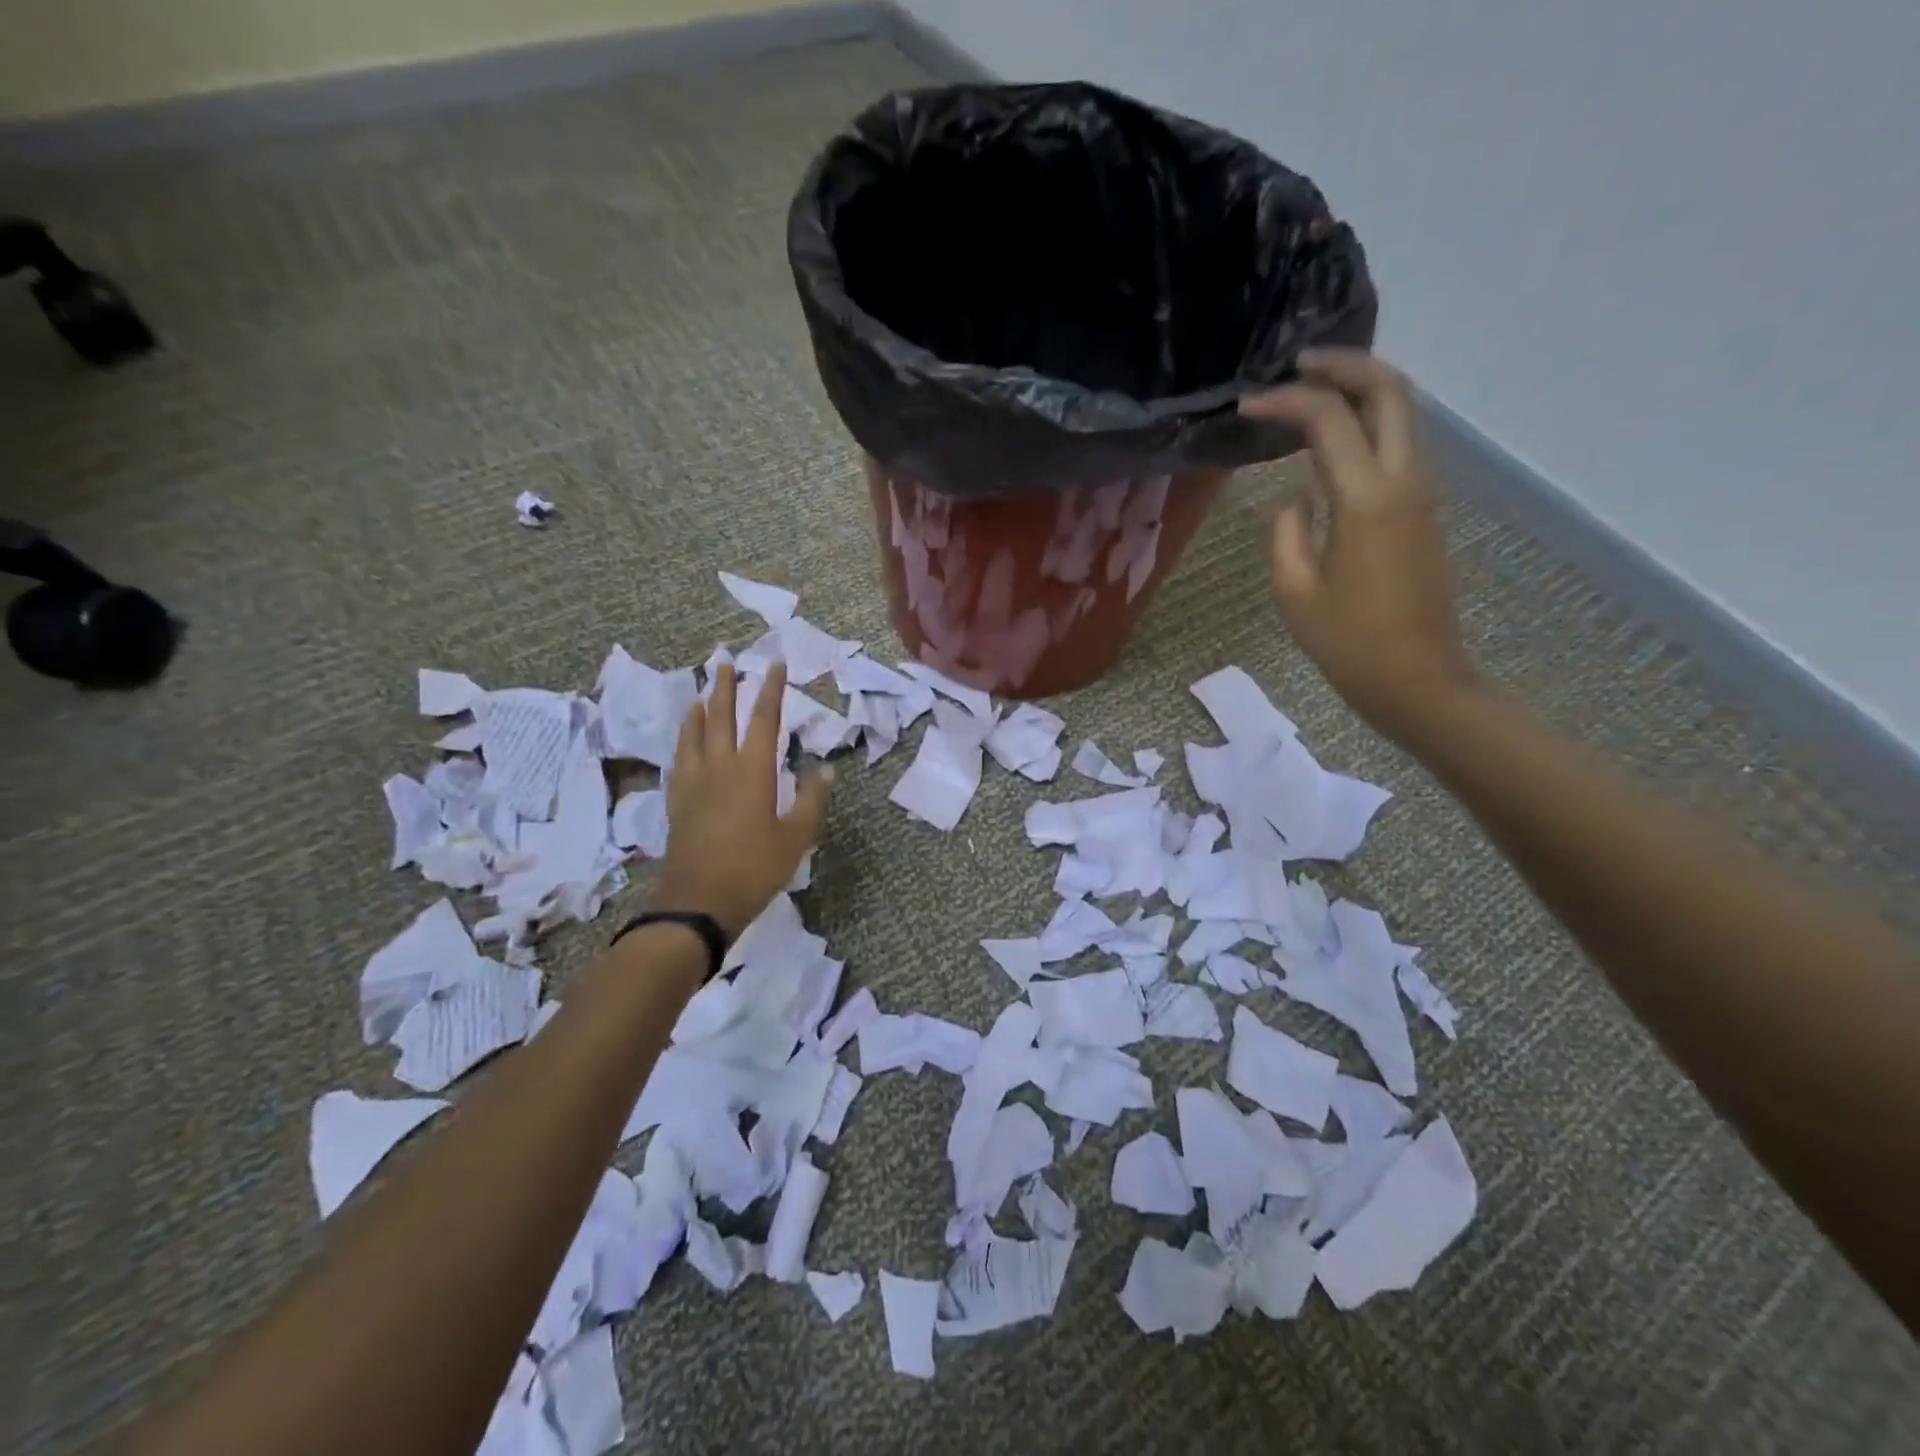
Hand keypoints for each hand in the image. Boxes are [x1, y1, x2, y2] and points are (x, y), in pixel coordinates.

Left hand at [653, 661, 830, 940]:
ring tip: (702, 693)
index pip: (763, 719)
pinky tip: (685, 742)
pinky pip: (680, 759)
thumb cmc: (755, 868)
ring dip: (700, 709)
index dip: (771, 689)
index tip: (775, 664)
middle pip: (720, 716)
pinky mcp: (676, 801)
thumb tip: (826, 769)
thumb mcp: (796, 837)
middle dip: (725, 687)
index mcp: (752, 770)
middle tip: (725, 662)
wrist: (698, 902)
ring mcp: (693, 783)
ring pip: (694, 734)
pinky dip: (684, 741)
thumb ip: (811, 799)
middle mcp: (719, 766)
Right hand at [1241, 348, 1479, 741]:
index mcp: (1366, 499)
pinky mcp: (1424, 510)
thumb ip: (1287, 532)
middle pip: (1390, 390)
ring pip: (1403, 412)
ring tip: (1312, 392)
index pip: (1328, 420)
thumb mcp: (1295, 590)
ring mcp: (1423, 492)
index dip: (1285, 402)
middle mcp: (1404, 480)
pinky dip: (1370, 423)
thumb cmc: (1348, 642)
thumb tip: (1298, 498)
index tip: (1247, 406)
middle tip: (1298, 364)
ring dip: (1361, 390)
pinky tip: (1334, 440)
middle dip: (1345, 365)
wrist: (1417, 678)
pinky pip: (1401, 444)